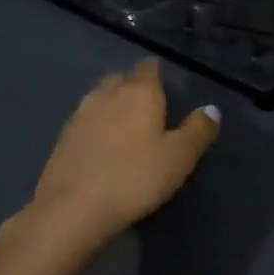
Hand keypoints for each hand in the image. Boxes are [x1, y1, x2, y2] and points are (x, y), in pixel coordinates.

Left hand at [24, 58, 219, 247]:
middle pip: (120, 78)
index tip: (165, 87)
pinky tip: (100, 146)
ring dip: (111, 106)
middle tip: (147, 109)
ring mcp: (80, 114)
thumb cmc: (135, 178)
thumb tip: (211, 109)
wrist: (73, 207)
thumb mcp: (179, 157)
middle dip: (132, 86)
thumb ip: (198, 130)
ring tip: (124, 127)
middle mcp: (107, 94)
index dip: (157, 73)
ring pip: (99, 98)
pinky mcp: (62, 137)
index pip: (149, 67)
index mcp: (139, 92)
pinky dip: (94, 126)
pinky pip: (84, 121)